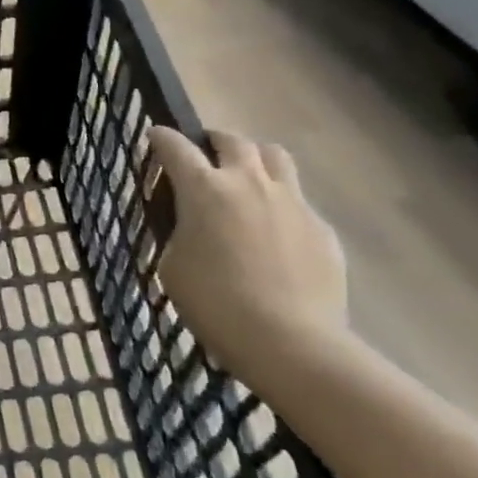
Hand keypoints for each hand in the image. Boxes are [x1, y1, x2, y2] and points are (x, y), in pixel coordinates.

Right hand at [147, 126, 350, 384]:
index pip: (176, 147)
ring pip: (275, 157)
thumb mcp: (172, 265)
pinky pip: (299, 201)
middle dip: (213, 140)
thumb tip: (193, 225)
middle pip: (233, 140)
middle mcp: (249, 183)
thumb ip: (179, 232)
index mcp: (204, 189)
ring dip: (255, 159)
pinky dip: (281, 205)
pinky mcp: (322, 228)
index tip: (155, 135)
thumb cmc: (214, 303)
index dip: (162, 138)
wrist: (289, 342)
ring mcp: (292, 202)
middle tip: (205, 154)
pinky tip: (275, 235)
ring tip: (247, 179)